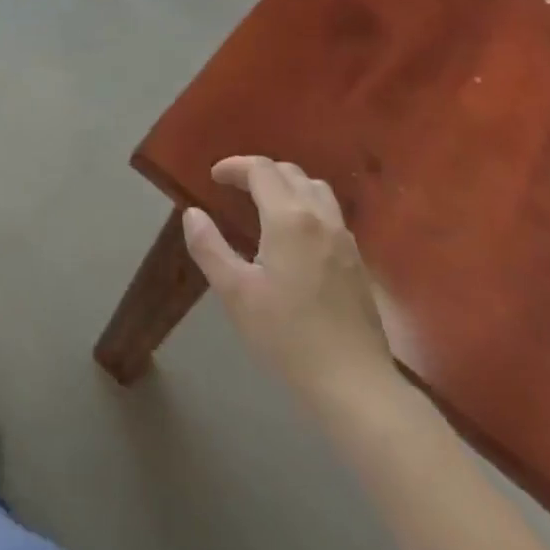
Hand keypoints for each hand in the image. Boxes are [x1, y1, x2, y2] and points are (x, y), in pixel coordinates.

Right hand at [182, 156, 396, 424]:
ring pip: (316, 189)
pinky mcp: (357, 261)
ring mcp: (344, 239)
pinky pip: (330, 213)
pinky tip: (295, 235)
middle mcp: (321, 218)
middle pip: (290, 173)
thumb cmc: (287, 336)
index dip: (235, 166)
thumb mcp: (235, 292)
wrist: (354, 384)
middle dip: (259, 172)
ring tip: (265, 203)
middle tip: (234, 187)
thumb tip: (192, 213)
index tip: (214, 177)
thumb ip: (209, 246)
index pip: (261, 170)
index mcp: (289, 218)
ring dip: (287, 184)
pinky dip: (307, 205)